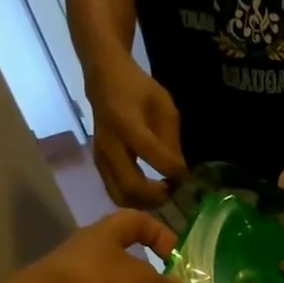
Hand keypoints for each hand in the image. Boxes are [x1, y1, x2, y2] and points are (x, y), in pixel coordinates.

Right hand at [89, 62, 186, 207]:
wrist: (103, 79)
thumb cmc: (138, 89)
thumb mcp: (164, 106)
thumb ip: (171, 139)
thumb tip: (178, 172)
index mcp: (128, 126)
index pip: (156, 158)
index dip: (176, 172)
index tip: (186, 173)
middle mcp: (110, 146)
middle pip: (132, 188)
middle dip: (157, 197)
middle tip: (172, 190)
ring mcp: (100, 158)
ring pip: (120, 197)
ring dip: (145, 203)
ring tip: (162, 192)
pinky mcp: (98, 165)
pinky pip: (115, 192)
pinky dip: (135, 199)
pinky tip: (149, 191)